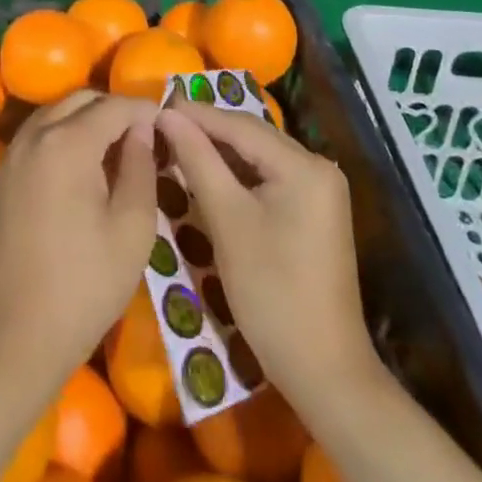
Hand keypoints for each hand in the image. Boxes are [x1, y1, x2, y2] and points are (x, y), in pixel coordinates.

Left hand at [0, 91, 158, 388]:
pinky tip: (74, 174)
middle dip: (112, 109)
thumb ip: (141, 167)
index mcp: (68, 142)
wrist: (11, 340)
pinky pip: (33, 140)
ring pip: (53, 115)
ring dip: (83, 120)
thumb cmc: (84, 287)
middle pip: (79, 99)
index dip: (144, 109)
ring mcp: (10, 157)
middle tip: (140, 138)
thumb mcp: (132, 230)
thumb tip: (142, 129)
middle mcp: (34, 136)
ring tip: (110, 152)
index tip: (166, 122)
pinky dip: (59, 139)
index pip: (114, 106)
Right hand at [156, 100, 374, 400]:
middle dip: (208, 130)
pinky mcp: (314, 210)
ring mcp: (320, 190)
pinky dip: (238, 174)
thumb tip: (167, 116)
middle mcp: (318, 166)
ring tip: (177, 143)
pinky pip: (269, 177)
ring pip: (259, 156)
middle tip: (162, 125)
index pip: (240, 126)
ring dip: (220, 151)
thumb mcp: (228, 221)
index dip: (197, 115)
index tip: (156, 107)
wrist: (325, 373)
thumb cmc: (272, 294)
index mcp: (304, 165)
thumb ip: (198, 161)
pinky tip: (208, 173)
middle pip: (252, 137)